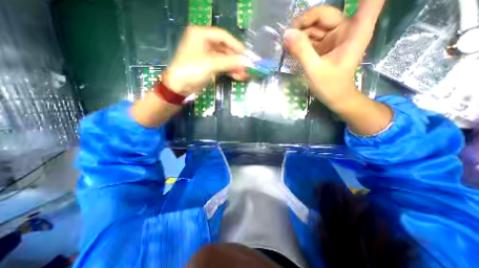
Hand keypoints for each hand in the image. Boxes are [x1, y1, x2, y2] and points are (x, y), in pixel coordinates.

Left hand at [164, 25, 246, 95]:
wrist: (179, 87)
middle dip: (236, 59)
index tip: (246, 55)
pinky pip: (221, 66)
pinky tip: (237, 76)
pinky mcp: (208, 66)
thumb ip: (229, 62)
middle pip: (225, 48)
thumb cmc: (191, 71)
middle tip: (247, 67)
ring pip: (224, 59)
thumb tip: (245, 62)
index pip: (223, 36)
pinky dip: (229, 71)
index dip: (236, 45)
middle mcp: (204, 42)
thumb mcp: (211, 64)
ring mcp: (207, 55)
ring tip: (244, 74)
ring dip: (234, 67)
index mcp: (201, 35)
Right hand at [284, 1, 383, 107]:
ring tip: (287, 42)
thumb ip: (302, 50)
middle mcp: (345, 30)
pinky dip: (302, 41)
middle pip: (325, 14)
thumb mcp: (314, 69)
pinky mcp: (326, 47)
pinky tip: (292, 46)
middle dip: (306, 21)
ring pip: (316, 26)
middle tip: (289, 32)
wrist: (336, 98)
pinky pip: (312, 38)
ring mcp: (334, 38)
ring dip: (301, 32)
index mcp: (353, 31)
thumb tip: (287, 33)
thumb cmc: (330, 85)